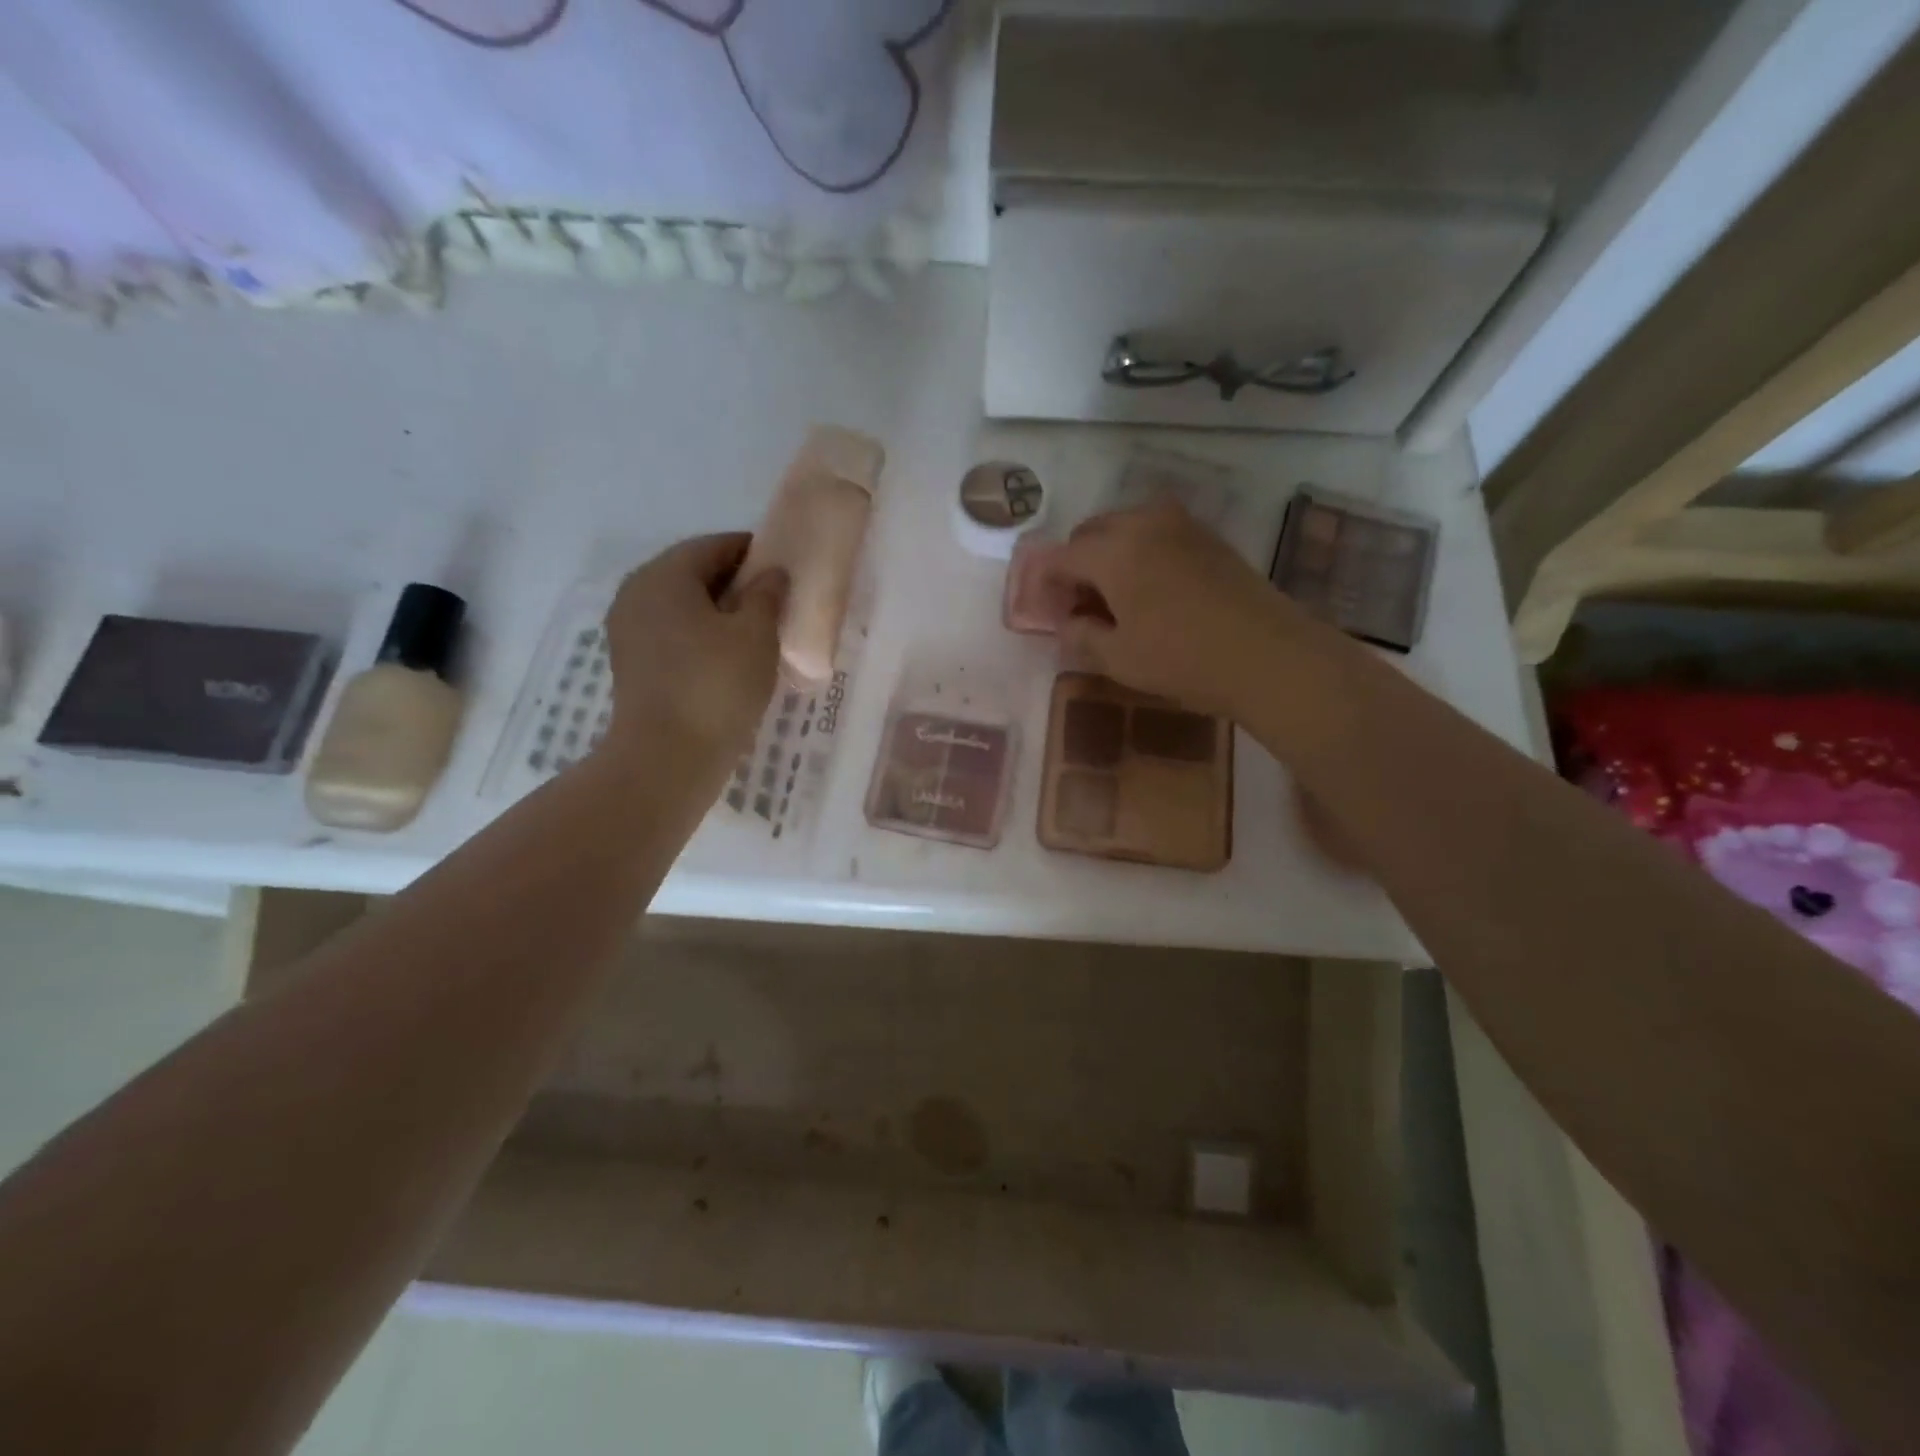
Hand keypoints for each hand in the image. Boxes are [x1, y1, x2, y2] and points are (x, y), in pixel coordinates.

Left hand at [603, 534, 787, 771]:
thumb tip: (771, 574)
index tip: (782, 565)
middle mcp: (637, 593)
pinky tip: (729, 657)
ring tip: (756, 631)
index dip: (751, 551)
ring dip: (718, 611)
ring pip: (682, 606)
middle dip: (735, 582)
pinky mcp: (632, 663)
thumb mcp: (756, 634)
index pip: (713, 546)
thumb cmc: (716, 686)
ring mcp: (629, 630)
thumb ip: (767, 594)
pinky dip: (701, 635)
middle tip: (774, 600)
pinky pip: (672, 633)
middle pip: (693, 573)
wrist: (667, 757)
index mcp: (664, 575)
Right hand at [1050, 502, 1305, 718]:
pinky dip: (1138, 554)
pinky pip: (1155, 534)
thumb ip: (1080, 635)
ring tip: (1111, 600)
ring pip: (1124, 528)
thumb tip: (1068, 622)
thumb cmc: (1183, 659)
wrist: (1268, 654)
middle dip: (1075, 565)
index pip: (1060, 557)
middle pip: (1090, 533)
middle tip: (1076, 607)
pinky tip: (1147, 592)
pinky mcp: (1207, 537)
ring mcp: (1180, 525)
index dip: (1044, 584)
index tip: (1043, 611)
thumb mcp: (1118, 658)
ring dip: (1107, 557)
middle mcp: (1143, 524)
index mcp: (1113, 551)